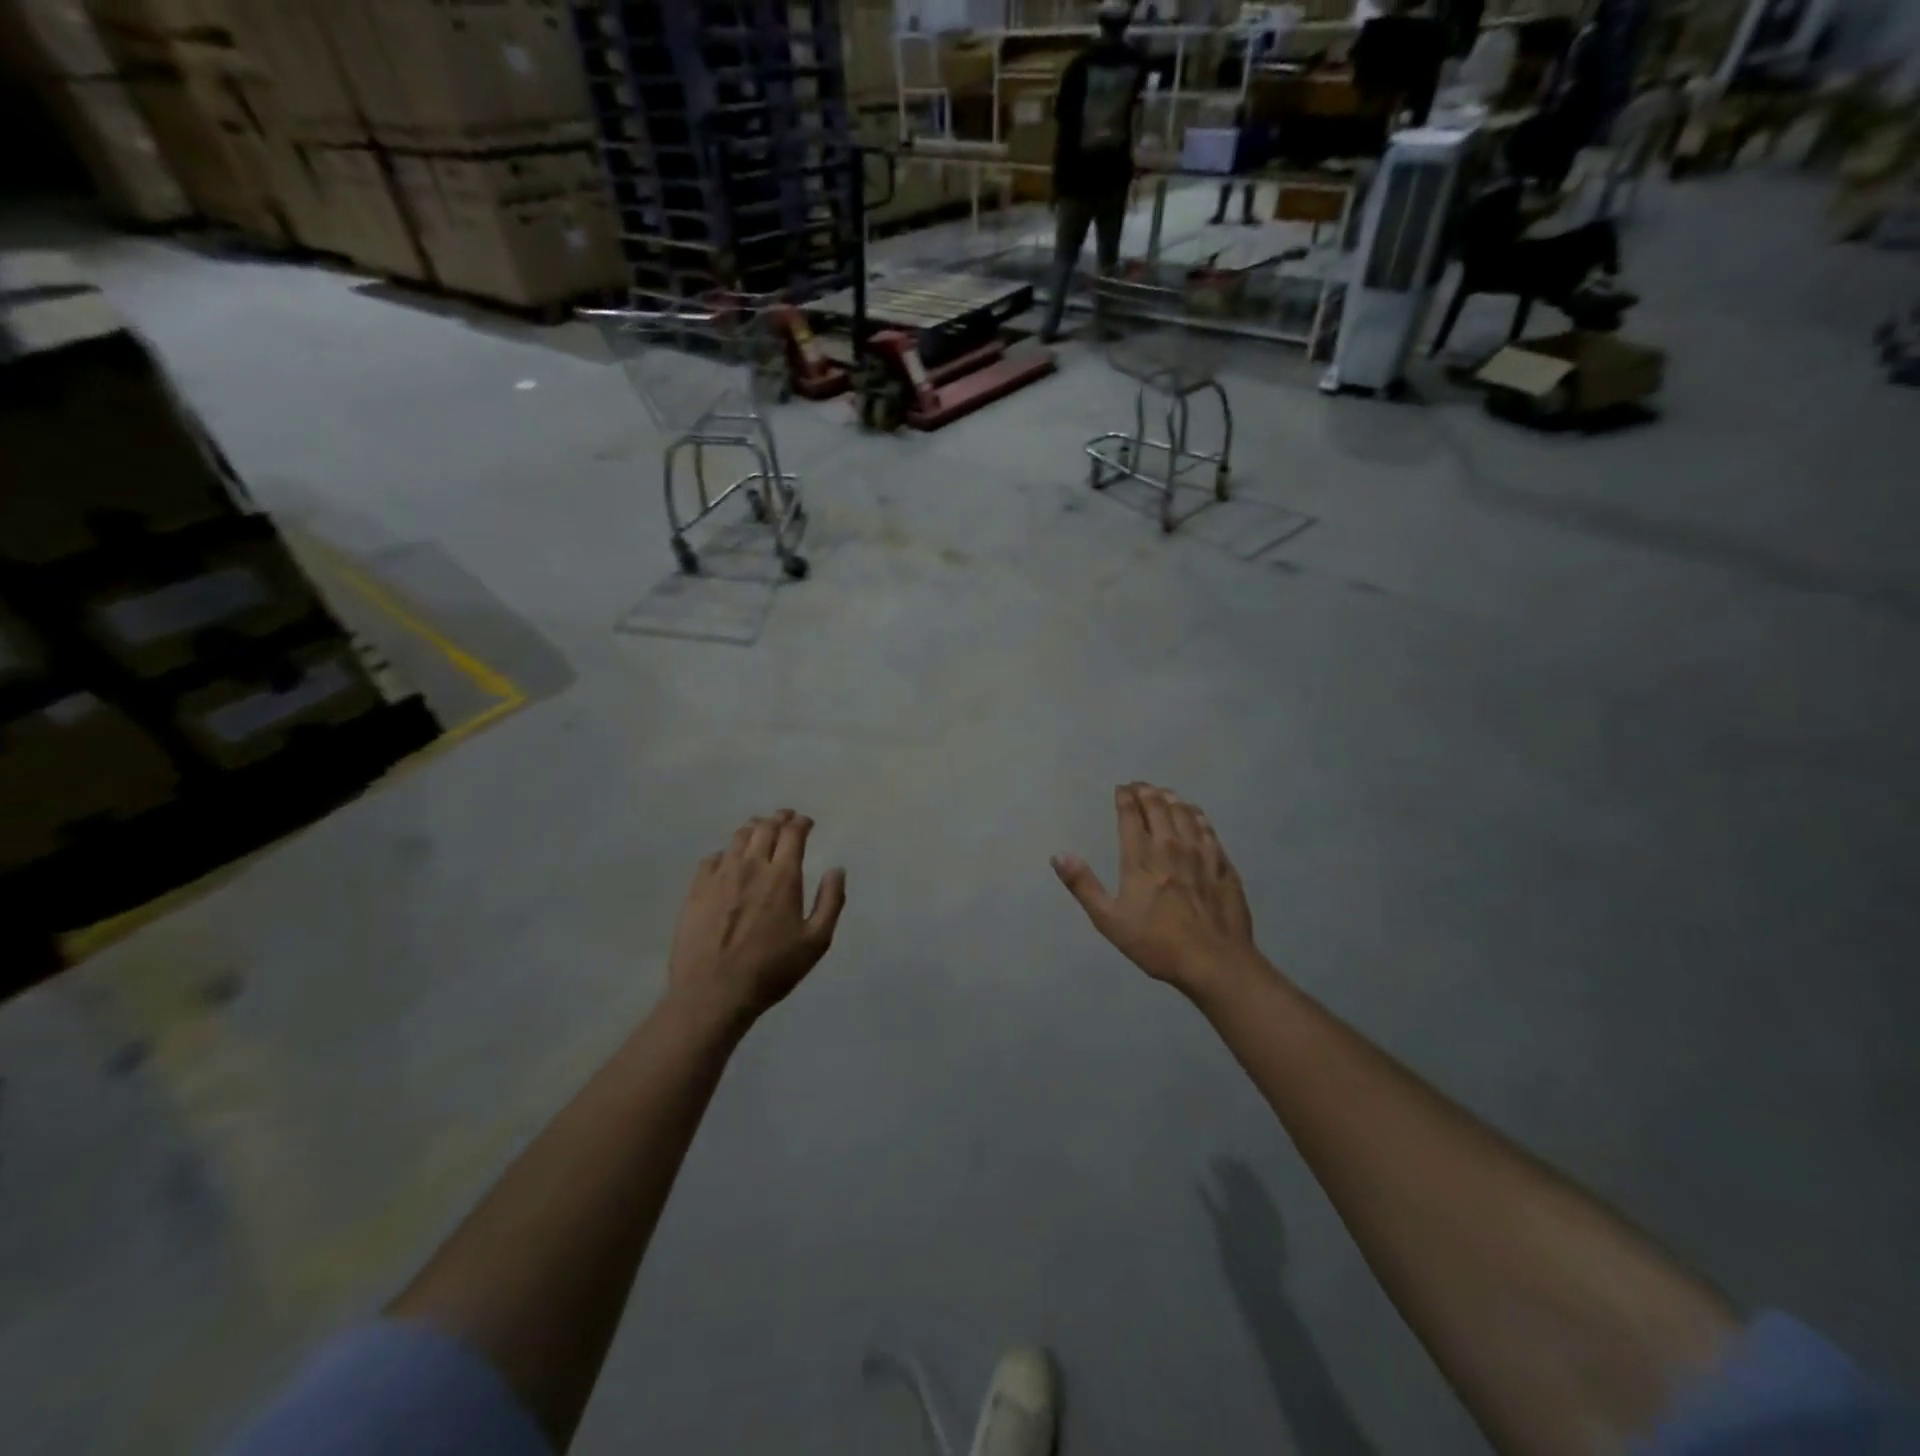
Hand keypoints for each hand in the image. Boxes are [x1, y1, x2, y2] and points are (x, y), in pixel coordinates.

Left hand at [669, 810, 846, 1024]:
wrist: (713, 993)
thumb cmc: (771, 970)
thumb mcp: (816, 942)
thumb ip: (830, 901)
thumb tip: (837, 869)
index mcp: (783, 876)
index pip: (792, 833)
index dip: (801, 822)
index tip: (806, 823)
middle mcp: (751, 866)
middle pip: (764, 827)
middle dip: (778, 818)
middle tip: (785, 818)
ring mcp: (720, 876)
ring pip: (737, 838)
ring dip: (752, 829)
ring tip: (759, 830)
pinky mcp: (696, 890)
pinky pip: (711, 858)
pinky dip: (725, 852)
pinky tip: (727, 861)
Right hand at [1052, 783, 1268, 1000]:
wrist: (1215, 961)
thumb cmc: (1157, 943)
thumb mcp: (1109, 920)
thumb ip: (1083, 885)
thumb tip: (1058, 855)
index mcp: (1141, 857)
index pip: (1131, 815)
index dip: (1124, 798)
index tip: (1121, 789)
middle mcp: (1171, 846)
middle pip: (1159, 807)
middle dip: (1146, 792)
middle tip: (1139, 786)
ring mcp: (1201, 853)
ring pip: (1185, 813)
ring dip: (1171, 799)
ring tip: (1164, 793)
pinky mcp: (1223, 864)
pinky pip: (1208, 829)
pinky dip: (1197, 815)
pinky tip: (1195, 815)